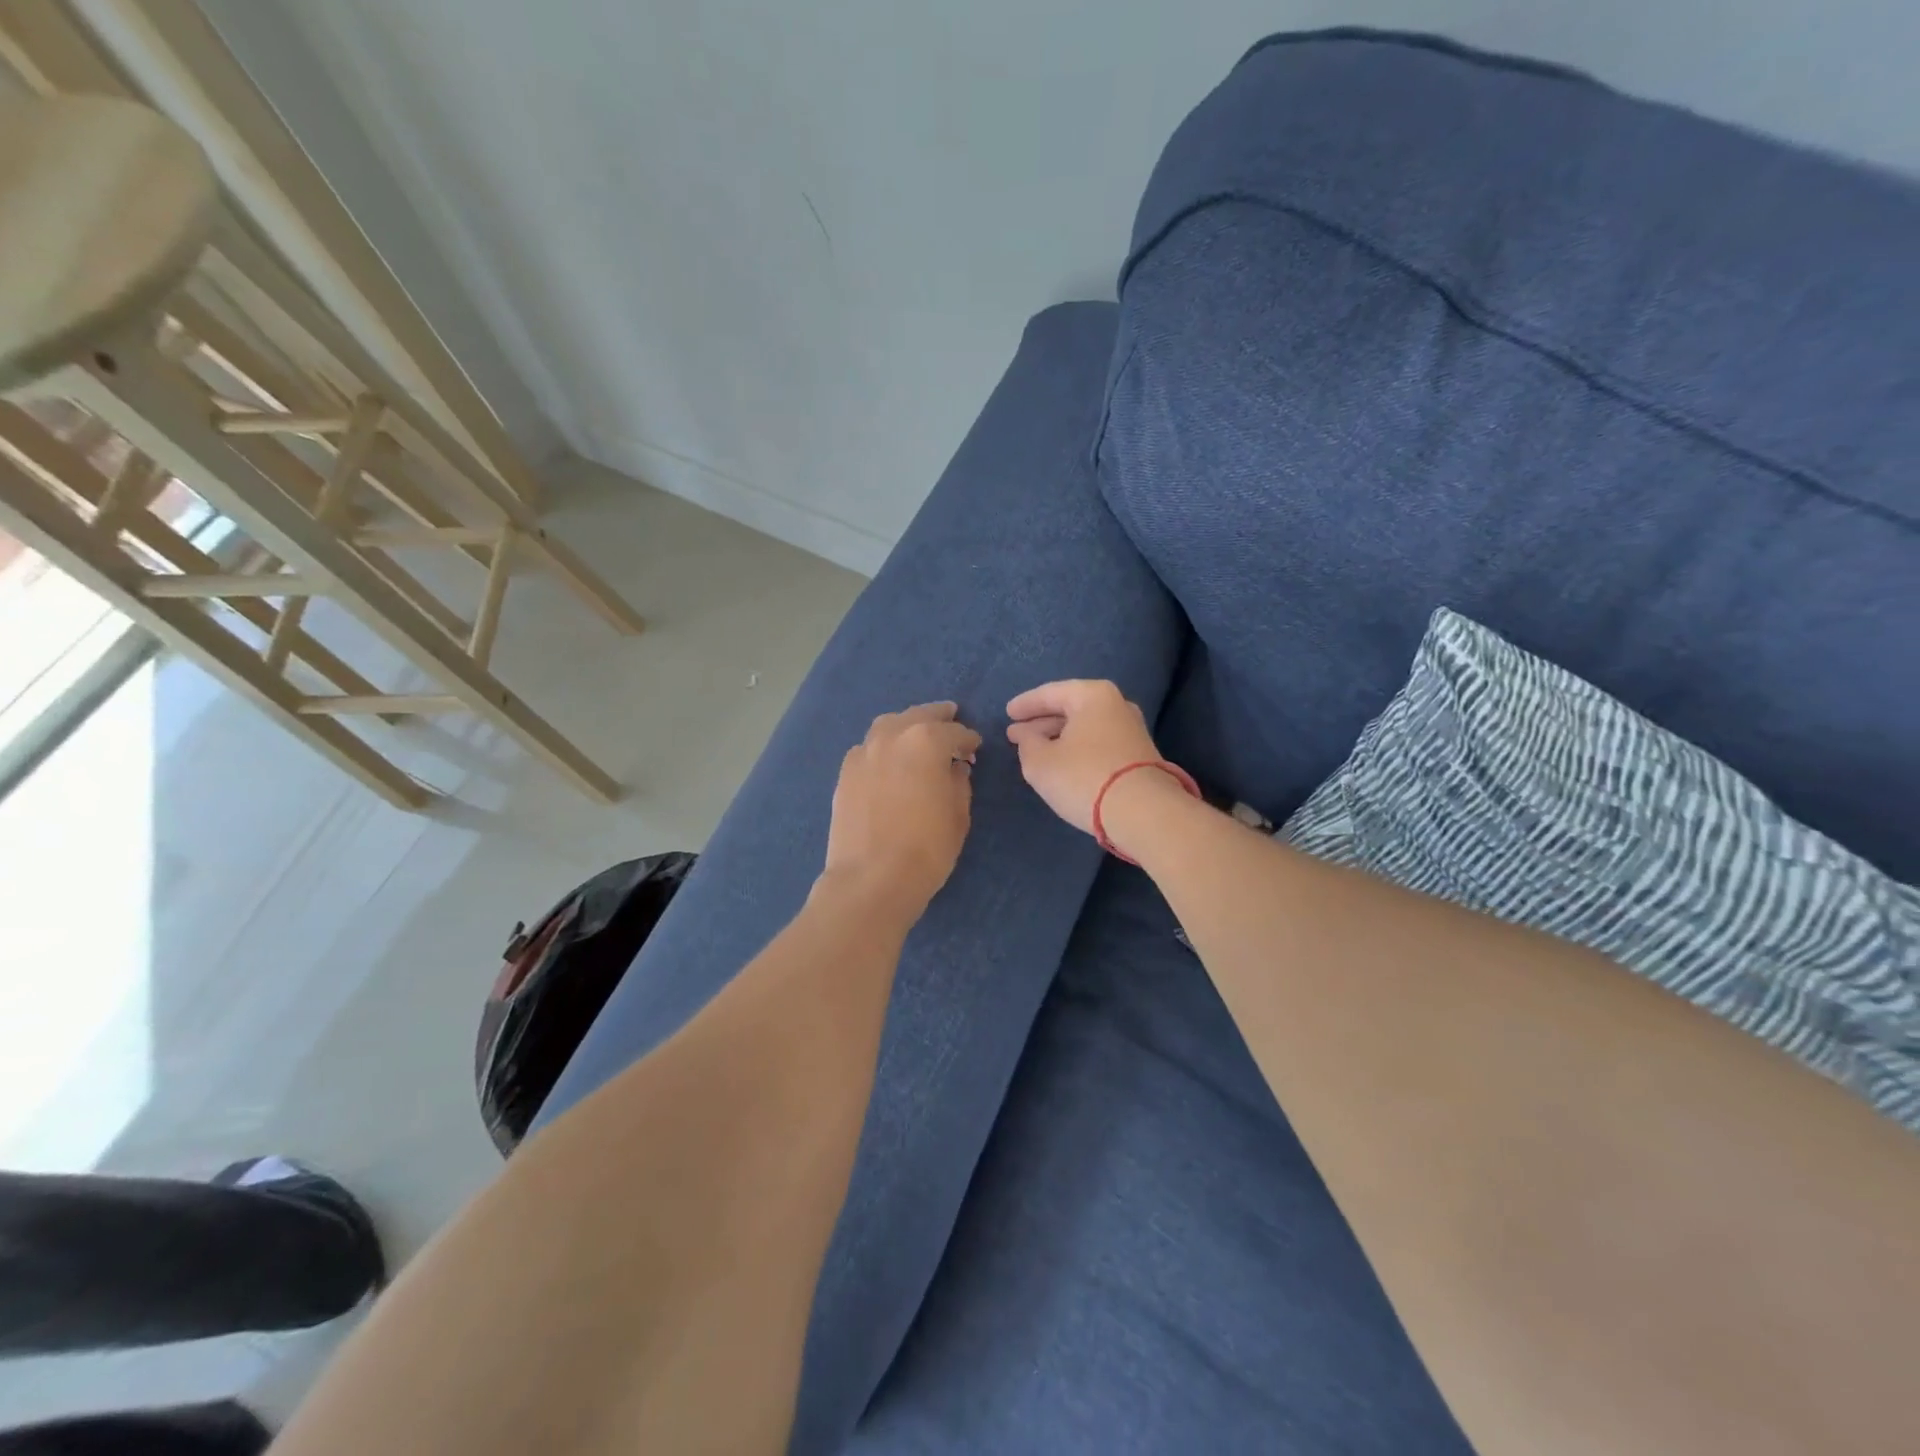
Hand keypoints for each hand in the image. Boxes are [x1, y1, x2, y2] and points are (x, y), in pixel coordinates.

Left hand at [822, 702, 981, 916]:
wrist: (871, 879)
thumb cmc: (927, 849)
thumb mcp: (958, 815)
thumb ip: (959, 782)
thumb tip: (954, 767)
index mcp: (927, 741)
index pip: (956, 732)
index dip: (969, 740)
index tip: (976, 748)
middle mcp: (892, 736)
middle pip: (919, 716)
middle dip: (939, 718)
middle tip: (951, 719)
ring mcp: (863, 752)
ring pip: (888, 725)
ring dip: (907, 725)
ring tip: (917, 734)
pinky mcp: (845, 773)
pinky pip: (868, 748)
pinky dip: (882, 746)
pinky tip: (888, 760)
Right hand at [1005, 679, 1162, 835]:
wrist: (1143, 813)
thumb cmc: (1084, 778)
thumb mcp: (1040, 762)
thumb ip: (1027, 744)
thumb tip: (1026, 735)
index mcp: (1093, 695)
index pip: (1051, 693)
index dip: (1025, 704)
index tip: (1007, 713)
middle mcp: (1117, 705)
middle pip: (1071, 708)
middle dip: (1042, 722)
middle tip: (1017, 734)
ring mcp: (1132, 730)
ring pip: (1086, 727)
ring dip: (1060, 737)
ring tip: (1036, 750)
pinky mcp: (1139, 755)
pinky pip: (1099, 743)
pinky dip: (1078, 749)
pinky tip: (1064, 763)